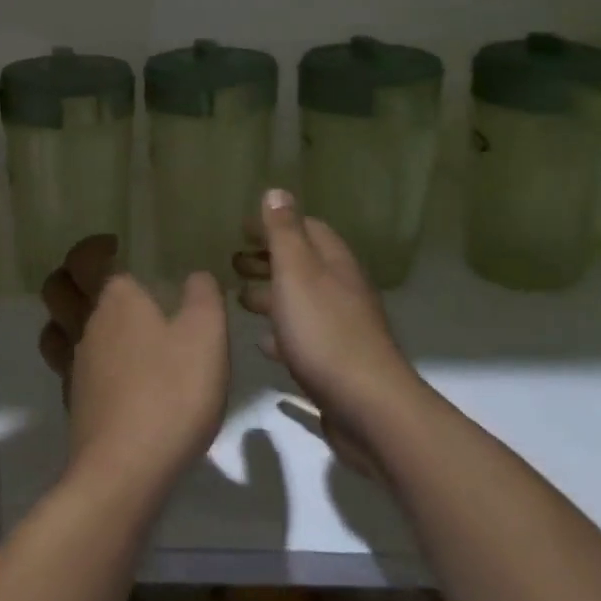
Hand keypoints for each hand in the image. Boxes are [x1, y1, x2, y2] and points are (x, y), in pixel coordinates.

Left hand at [39, 236, 229, 493]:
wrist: (126, 470)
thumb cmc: (171, 393)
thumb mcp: (207, 337)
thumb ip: (204, 297)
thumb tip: (196, 276)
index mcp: (114, 300)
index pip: (85, 259)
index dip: (92, 248)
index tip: (111, 244)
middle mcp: (85, 325)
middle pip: (57, 290)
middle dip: (69, 276)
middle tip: (94, 275)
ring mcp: (73, 366)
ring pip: (54, 327)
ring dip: (64, 315)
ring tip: (90, 316)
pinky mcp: (73, 402)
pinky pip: (63, 364)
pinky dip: (73, 354)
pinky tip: (100, 367)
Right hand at [233, 190, 416, 452]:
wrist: (368, 408)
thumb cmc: (324, 332)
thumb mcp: (297, 273)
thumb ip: (284, 233)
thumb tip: (276, 191)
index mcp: (334, 264)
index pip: (307, 229)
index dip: (274, 224)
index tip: (240, 229)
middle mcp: (342, 291)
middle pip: (303, 265)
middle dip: (268, 259)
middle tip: (232, 262)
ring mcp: (342, 329)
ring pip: (301, 301)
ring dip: (271, 295)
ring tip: (239, 299)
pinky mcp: (336, 365)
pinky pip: (303, 338)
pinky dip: (281, 333)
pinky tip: (262, 343)